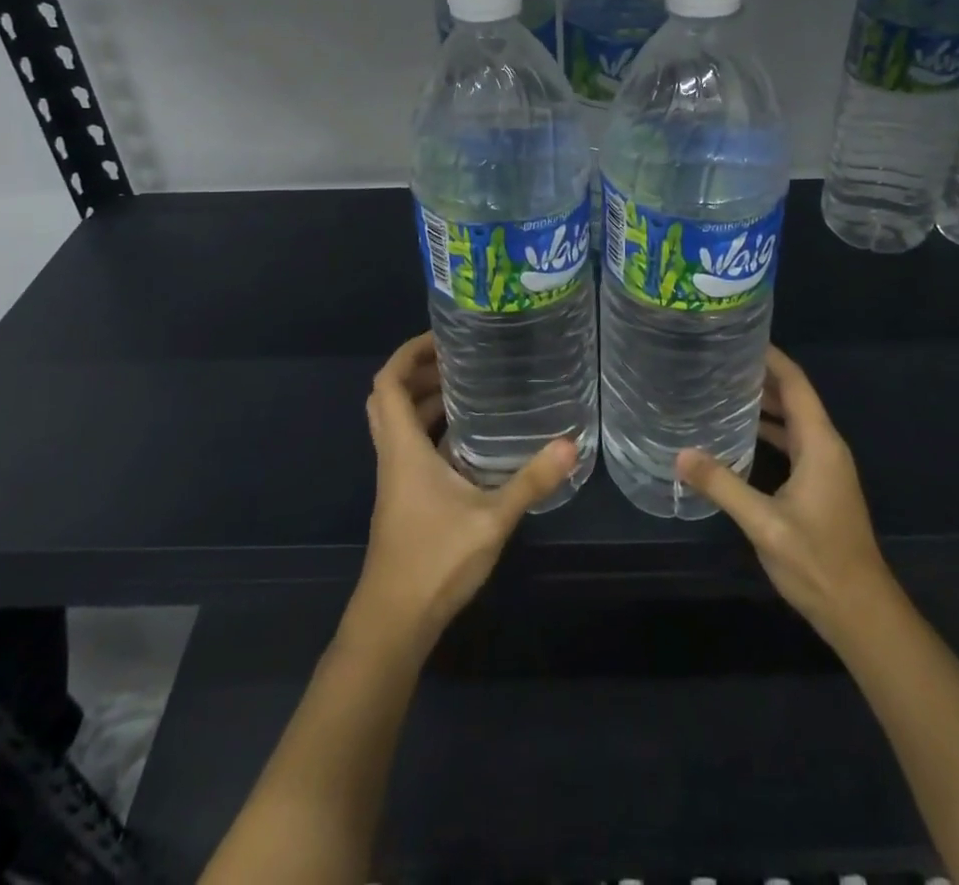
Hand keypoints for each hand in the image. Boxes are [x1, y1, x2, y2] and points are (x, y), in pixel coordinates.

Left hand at [349, 332, 578, 655]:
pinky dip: (432, 430)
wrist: (394, 621)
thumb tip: (570, 443)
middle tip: (459, 358)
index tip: (440, 336)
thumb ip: (531, 481)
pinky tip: (470, 440)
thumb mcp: (491, 518)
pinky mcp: (404, 498)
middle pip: (389, 398)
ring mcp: (396, 479)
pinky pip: (411, 446)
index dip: (407, 353)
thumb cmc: (434, 560)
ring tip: (469, 387)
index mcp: (403, 448)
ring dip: (425, 400)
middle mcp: (394, 455)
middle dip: (418, 371)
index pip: (388, 383)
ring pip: (400, 424)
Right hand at [677, 345, 885, 640]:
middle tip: (717, 360)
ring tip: (722, 388)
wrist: (861, 613)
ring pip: (792, 421)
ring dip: (763, 404)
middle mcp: (826, 448)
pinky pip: (792, 443)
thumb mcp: (764, 523)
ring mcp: (825, 468)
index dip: (771, 358)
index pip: (796, 385)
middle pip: (794, 398)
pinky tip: (738, 435)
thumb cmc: (818, 562)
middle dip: (760, 376)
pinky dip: (768, 431)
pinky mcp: (819, 486)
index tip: (739, 337)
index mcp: (820, 444)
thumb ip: (722, 485)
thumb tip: (680, 454)